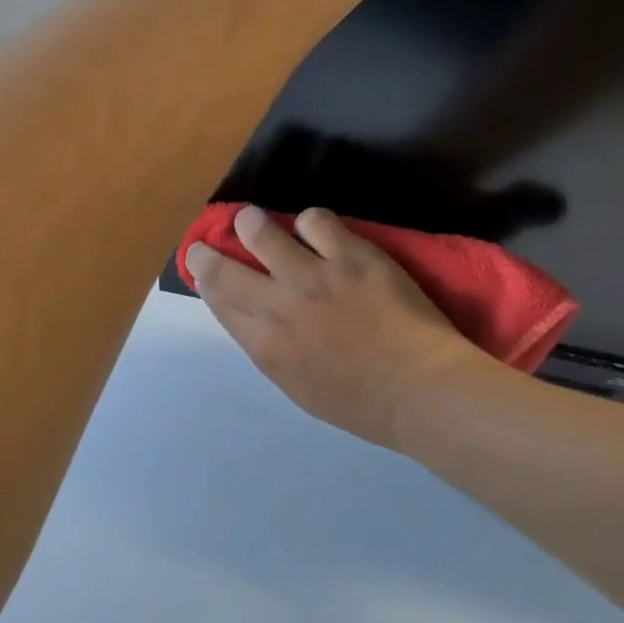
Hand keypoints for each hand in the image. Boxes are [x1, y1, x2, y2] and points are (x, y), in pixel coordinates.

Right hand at [185, 206, 492, 450]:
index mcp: (264, 345)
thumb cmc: (361, 403)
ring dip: (251, 224)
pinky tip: (318, 232)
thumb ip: (269, 346)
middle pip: (223, 268)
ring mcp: (313, 276)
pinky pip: (314, 220)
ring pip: (260, 231)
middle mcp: (278, 306)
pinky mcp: (349, 255)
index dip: (204, 279)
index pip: (218, 300)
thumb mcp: (297, 385)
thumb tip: (251, 314)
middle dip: (206, 252)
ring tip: (254, 222)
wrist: (421, 390)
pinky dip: (310, 223)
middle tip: (206, 243)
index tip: (202, 268)